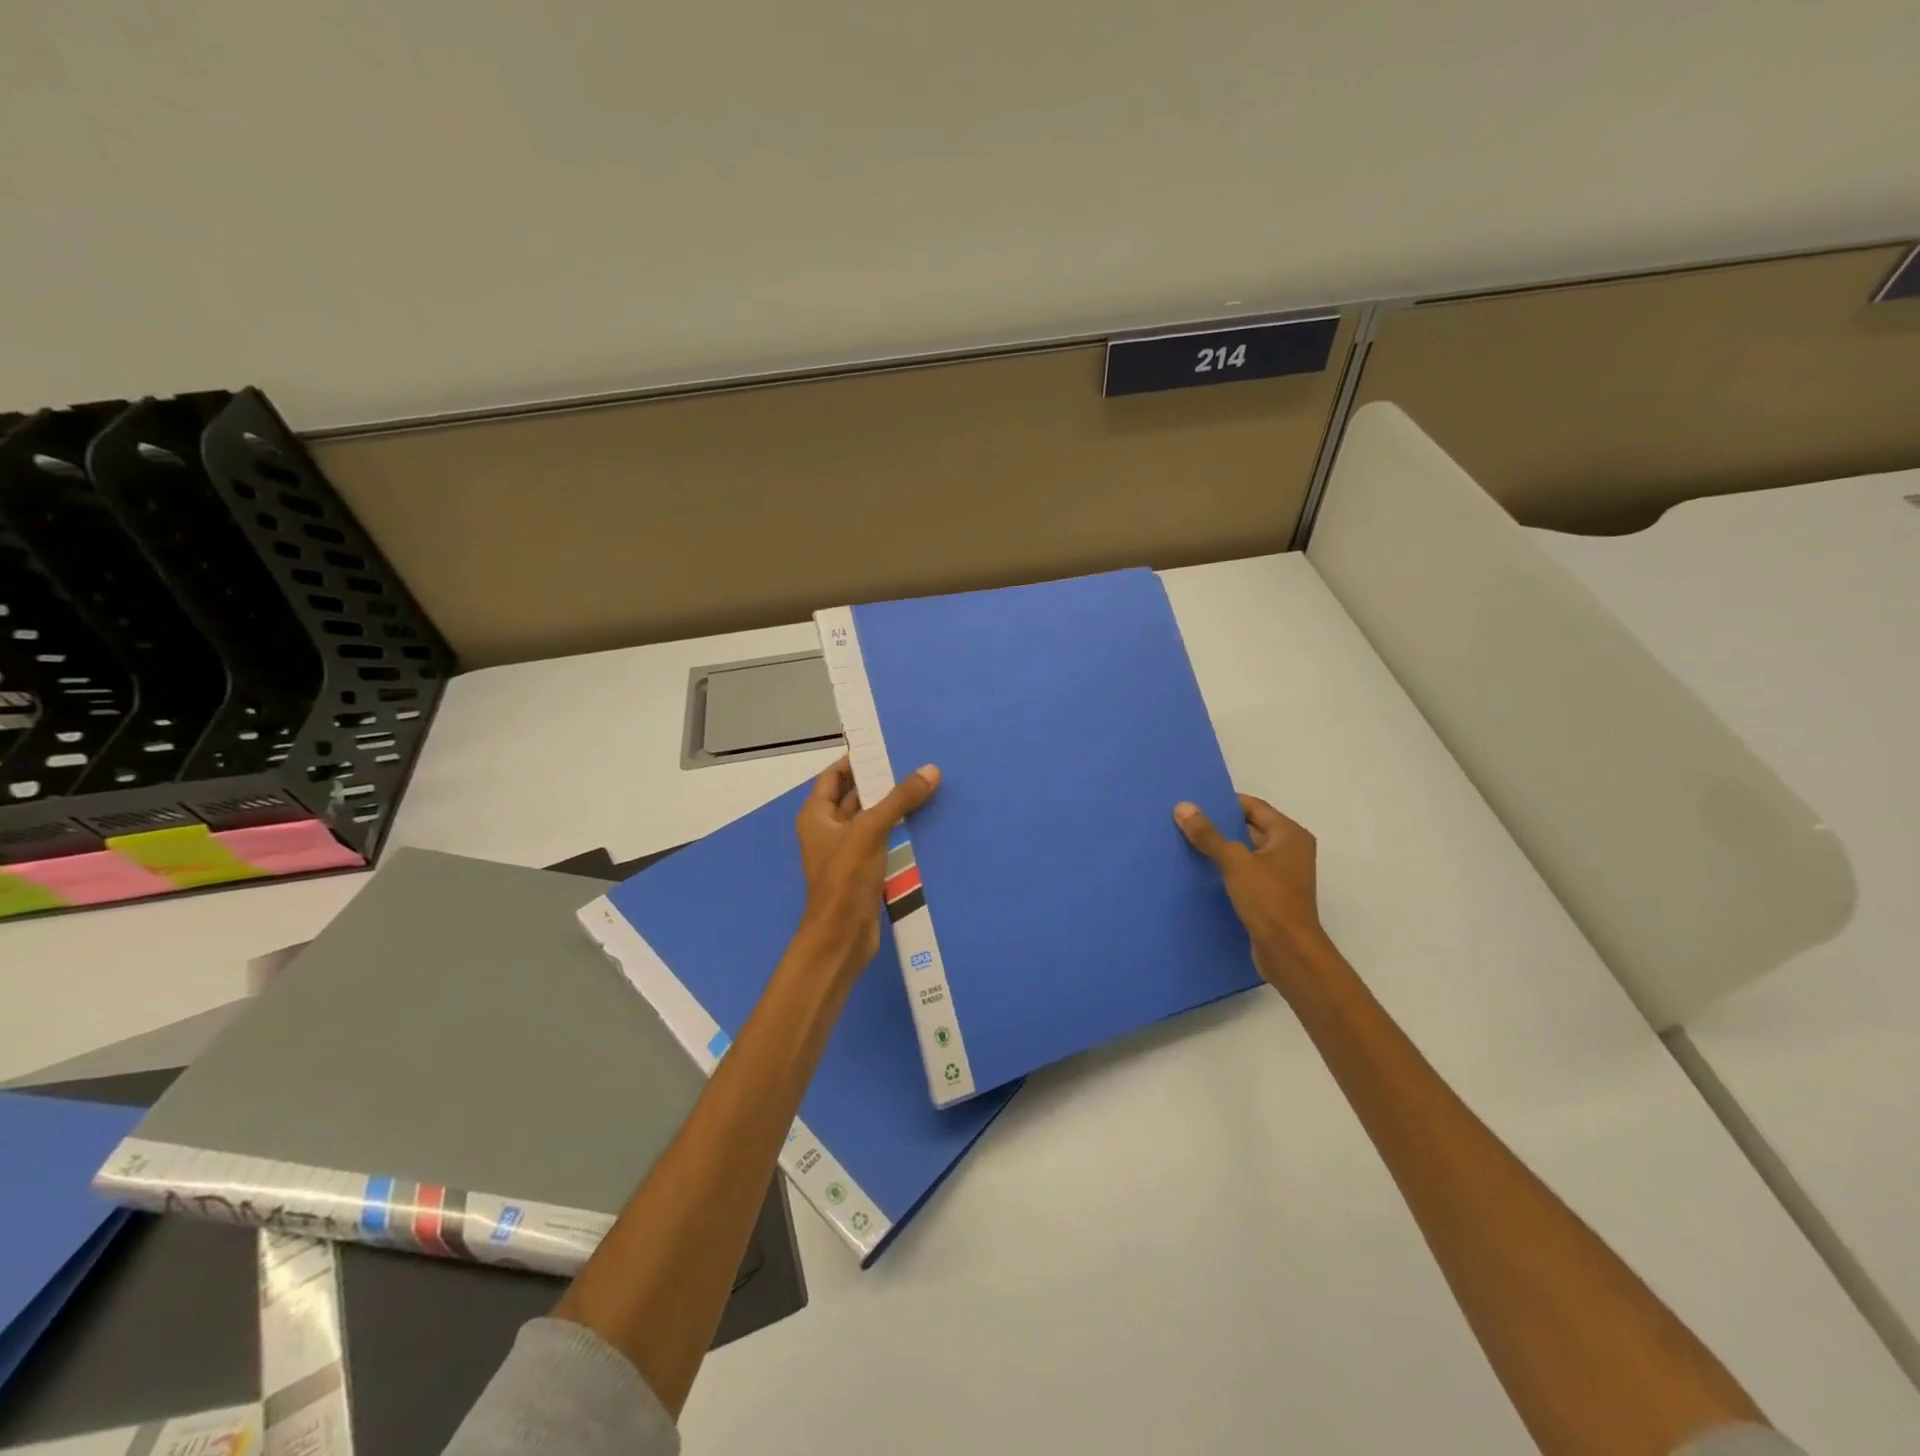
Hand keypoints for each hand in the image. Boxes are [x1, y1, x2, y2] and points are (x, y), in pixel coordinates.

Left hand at [793, 756, 940, 986]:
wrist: (841, 935)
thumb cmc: (845, 877)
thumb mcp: (871, 830)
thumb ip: (900, 799)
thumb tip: (930, 770)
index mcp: (817, 815)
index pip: (832, 776)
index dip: (854, 760)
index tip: (884, 747)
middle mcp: (828, 830)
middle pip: (853, 796)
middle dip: (880, 781)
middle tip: (913, 763)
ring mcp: (845, 852)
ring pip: (870, 820)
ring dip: (892, 807)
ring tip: (925, 787)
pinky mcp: (863, 871)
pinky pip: (881, 842)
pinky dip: (898, 831)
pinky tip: (923, 822)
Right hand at [1174, 794, 1331, 991]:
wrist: (1289, 952)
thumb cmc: (1268, 900)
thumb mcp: (1234, 862)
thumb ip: (1208, 835)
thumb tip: (1183, 806)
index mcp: (1289, 835)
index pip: (1253, 806)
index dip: (1225, 802)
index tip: (1195, 802)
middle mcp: (1290, 850)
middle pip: (1249, 827)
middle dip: (1219, 825)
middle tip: (1185, 820)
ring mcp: (1282, 874)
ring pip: (1245, 851)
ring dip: (1221, 848)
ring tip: (1186, 842)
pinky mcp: (1271, 894)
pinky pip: (1245, 871)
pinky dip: (1226, 868)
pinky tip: (1200, 870)